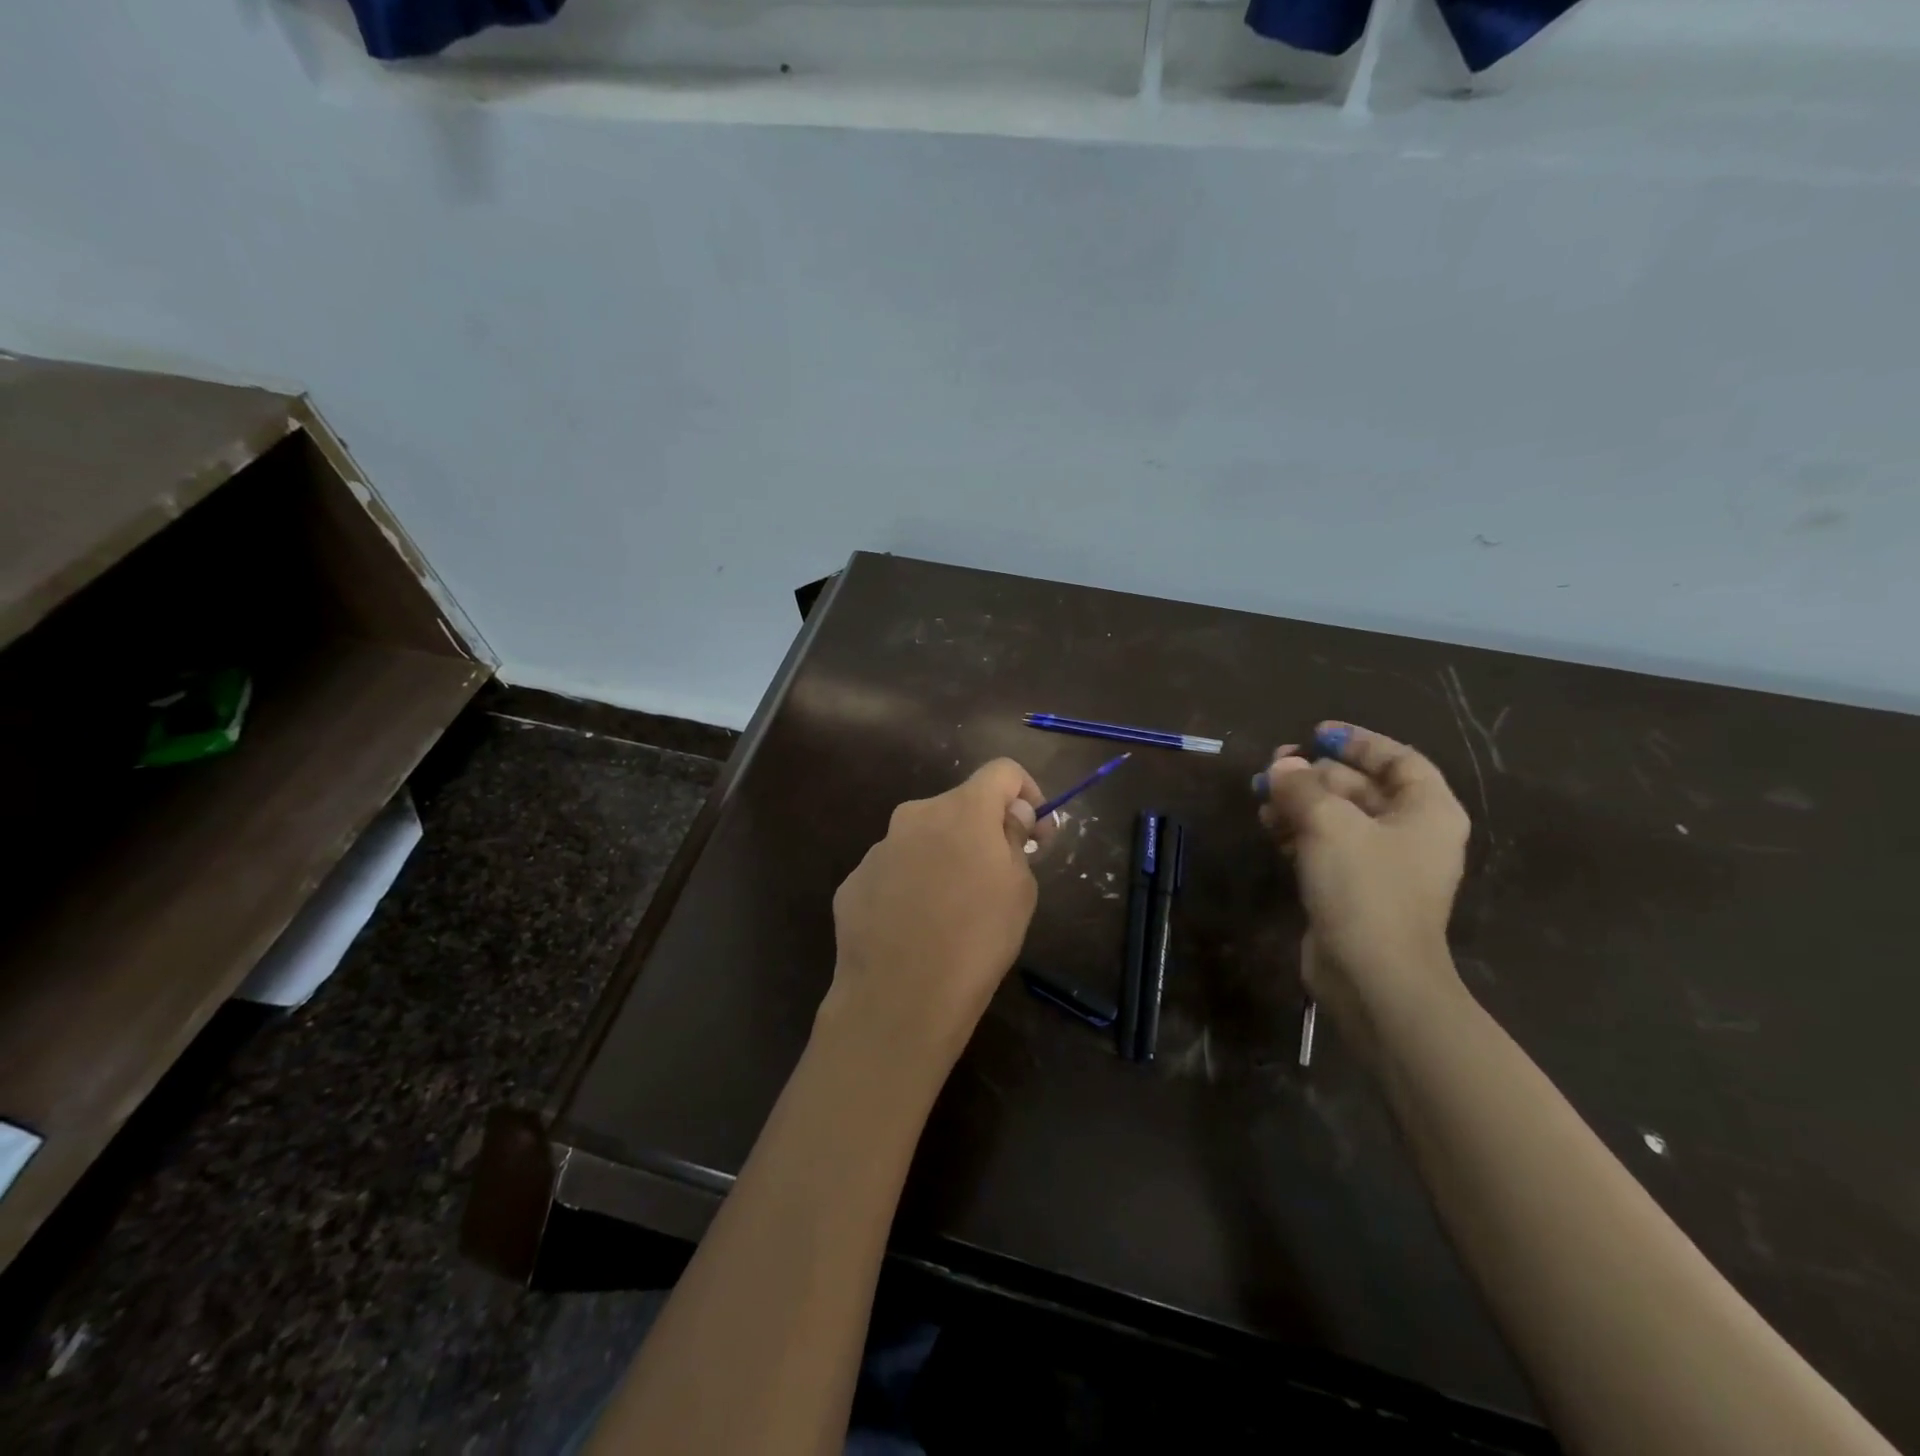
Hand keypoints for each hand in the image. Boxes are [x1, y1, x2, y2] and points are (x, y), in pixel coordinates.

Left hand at [822, 759, 1050, 1081]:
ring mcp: (878, 849)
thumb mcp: (1020, 889)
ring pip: (923, 840)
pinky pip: (894, 872)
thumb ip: (1014, 838)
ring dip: (944, 859)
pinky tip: (916, 930)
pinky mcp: (853, 882)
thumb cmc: (977, 940)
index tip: (1035, 833)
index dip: (1027, 792)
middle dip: (983, 831)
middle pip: (959, 806)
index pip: (1002, 770)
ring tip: (953, 912)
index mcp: (962, 809)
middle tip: (997, 877)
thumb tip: (1009, 816)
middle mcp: (915, 815)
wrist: (899, 999)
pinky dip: (910, 887)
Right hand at [1257, 722, 1470, 1053]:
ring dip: (1301, 803)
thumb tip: (1281, 767)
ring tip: (1262, 798)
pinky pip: (1327, 847)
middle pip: (1361, 787)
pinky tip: (1270, 828)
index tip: (1316, 734)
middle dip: (1315, 774)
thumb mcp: (1328, 824)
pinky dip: (1300, 833)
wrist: (1373, 976)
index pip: (1397, 759)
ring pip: (1339, 818)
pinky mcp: (1355, 890)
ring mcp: (1383, 865)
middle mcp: (1410, 833)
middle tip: (1273, 767)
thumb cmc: (1364, 888)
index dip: (1358, 742)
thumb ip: (1302, 786)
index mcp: (1426, 810)